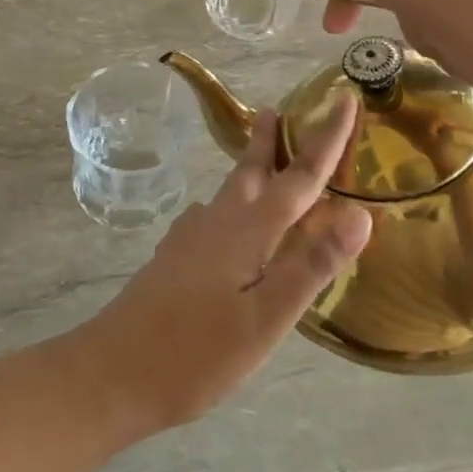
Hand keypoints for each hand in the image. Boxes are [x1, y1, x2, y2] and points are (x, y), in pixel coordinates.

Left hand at [67, 96, 370, 433]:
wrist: (112, 373)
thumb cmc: (196, 353)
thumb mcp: (265, 320)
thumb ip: (310, 266)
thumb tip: (360, 214)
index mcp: (247, 230)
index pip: (299, 175)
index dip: (327, 138)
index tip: (343, 99)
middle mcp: (217, 222)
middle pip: (251, 170)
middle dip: (268, 139)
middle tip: (276, 109)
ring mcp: (190, 238)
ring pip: (228, 191)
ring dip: (249, 168)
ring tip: (259, 158)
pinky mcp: (174, 257)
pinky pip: (212, 215)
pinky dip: (230, 204)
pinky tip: (223, 222)